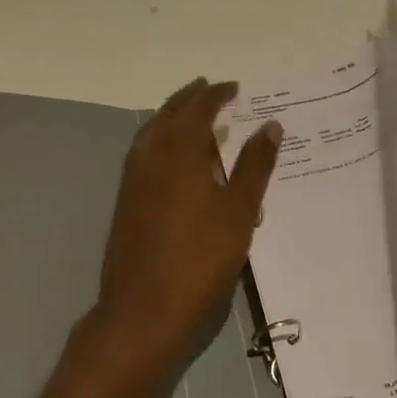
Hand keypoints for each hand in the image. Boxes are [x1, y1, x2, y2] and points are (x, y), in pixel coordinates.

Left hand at [91, 78, 281, 383]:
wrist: (143, 310)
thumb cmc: (200, 257)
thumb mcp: (239, 211)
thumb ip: (255, 165)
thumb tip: (270, 125)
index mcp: (180, 150)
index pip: (198, 108)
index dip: (216, 94)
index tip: (234, 88)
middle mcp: (151, 154)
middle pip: (169, 113)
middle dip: (190, 99)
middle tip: (211, 91)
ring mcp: (133, 178)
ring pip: (152, 131)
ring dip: (172, 117)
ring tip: (194, 118)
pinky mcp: (126, 200)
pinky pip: (145, 152)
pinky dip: (161, 140)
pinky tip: (175, 159)